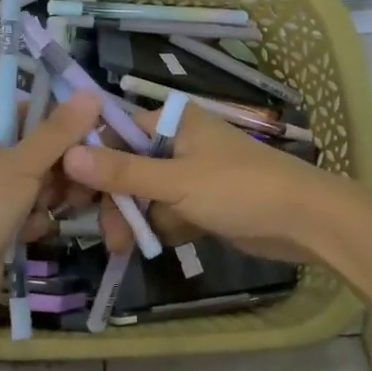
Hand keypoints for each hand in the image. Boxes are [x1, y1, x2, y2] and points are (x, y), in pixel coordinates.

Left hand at [0, 94, 103, 326]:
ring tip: (55, 210)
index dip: (59, 123)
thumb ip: (59, 132)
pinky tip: (34, 233)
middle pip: (35, 151)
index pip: (26, 113)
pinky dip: (34, 222)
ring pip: (35, 185)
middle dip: (58, 169)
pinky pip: (26, 213)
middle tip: (77, 183)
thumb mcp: (22, 164)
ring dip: (49, 197)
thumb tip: (92, 92)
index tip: (91, 136)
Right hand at [60, 103, 345, 263]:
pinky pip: (168, 212)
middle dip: (116, 200)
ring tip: (125, 247)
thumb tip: (66, 154)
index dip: (90, 162)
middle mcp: (179, 143)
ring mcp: (192, 174)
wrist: (305, 221)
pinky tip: (152, 246)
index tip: (67, 192)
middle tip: (107, 233)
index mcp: (172, 123)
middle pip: (128, 168)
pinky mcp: (204, 202)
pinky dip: (160, 228)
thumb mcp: (176, 181)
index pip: (115, 134)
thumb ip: (122, 171)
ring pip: (146, 194)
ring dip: (135, 219)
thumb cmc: (239, 189)